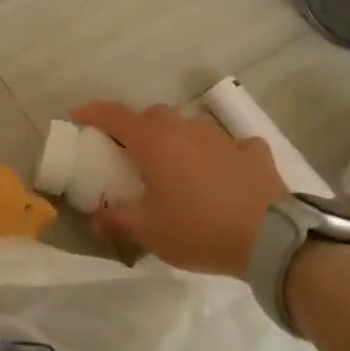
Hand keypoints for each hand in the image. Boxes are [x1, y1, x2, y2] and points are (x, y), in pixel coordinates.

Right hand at [72, 102, 287, 276]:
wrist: (270, 238)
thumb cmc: (199, 230)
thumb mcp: (150, 232)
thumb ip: (117, 221)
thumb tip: (95, 219)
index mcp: (156, 144)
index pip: (117, 116)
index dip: (94, 112)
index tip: (78, 115)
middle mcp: (187, 131)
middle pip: (154, 115)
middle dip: (138, 126)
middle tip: (130, 150)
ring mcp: (223, 140)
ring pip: (191, 125)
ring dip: (177, 137)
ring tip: (175, 162)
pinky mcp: (254, 154)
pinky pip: (233, 144)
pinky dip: (222, 152)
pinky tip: (224, 167)